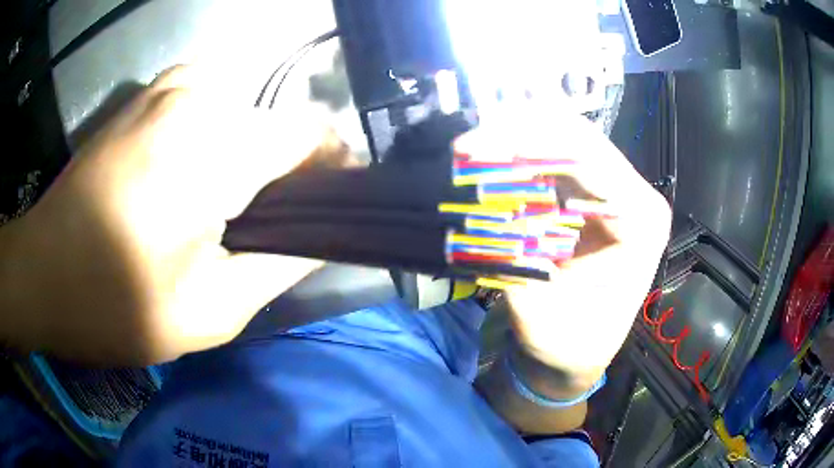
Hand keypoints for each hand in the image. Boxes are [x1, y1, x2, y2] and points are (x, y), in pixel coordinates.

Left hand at [2, 66, 333, 364]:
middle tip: (269, 223)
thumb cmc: (115, 305)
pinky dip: (220, 122)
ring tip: (229, 198)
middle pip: (277, 123)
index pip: (311, 135)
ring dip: (251, 148)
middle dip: (288, 169)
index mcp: (214, 152)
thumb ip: (277, 269)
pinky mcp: (147, 93)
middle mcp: (199, 98)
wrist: (43, 273)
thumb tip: (321, 239)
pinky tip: (196, 160)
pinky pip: (210, 91)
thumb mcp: (208, 313)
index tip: (333, 205)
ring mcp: (169, 87)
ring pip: (246, 106)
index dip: (334, 169)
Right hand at [458, 108, 671, 388]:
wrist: (574, 351)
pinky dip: (518, 153)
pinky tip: (488, 157)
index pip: (592, 161)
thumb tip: (492, 216)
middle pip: (578, 137)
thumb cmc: (571, 345)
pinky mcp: (586, 192)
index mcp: (642, 222)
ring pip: (563, 137)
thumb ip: (519, 268)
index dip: (535, 146)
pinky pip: (552, 157)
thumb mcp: (543, 319)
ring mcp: (610, 189)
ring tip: (470, 149)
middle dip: (519, 133)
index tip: (481, 147)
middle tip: (467, 144)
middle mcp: (633, 194)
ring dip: (514, 138)